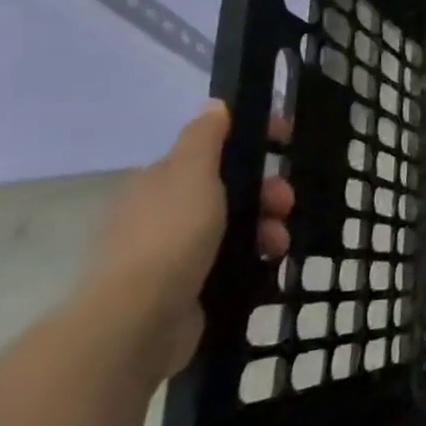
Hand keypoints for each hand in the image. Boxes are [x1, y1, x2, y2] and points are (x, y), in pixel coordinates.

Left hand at [81, 103, 294, 379]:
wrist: (139, 321)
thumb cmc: (169, 236)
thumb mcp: (191, 173)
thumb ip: (205, 136)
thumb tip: (215, 105)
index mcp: (161, 181)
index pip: (213, 148)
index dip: (252, 140)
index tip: (286, 142)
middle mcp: (164, 212)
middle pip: (231, 187)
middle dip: (267, 191)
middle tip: (285, 203)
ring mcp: (175, 251)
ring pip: (238, 224)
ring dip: (268, 226)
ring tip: (278, 244)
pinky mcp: (190, 285)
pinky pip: (236, 258)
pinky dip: (256, 256)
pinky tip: (268, 264)